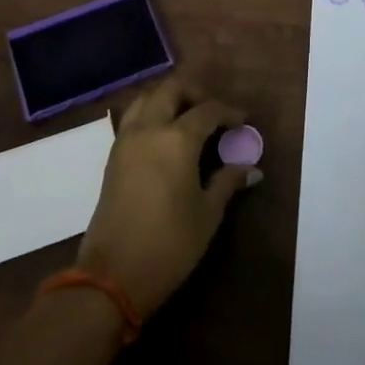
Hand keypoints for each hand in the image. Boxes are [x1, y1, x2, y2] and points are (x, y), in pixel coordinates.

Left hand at [77, 76, 260, 318]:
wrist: (112, 275)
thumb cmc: (169, 244)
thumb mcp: (207, 214)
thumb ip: (227, 182)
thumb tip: (252, 168)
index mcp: (177, 138)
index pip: (208, 110)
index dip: (229, 112)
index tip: (243, 121)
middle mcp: (149, 129)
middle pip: (172, 89)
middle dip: (196, 93)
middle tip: (214, 112)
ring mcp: (126, 140)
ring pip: (147, 98)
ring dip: (169, 98)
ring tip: (188, 118)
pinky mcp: (112, 156)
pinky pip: (133, 118)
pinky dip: (151, 113)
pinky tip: (165, 137)